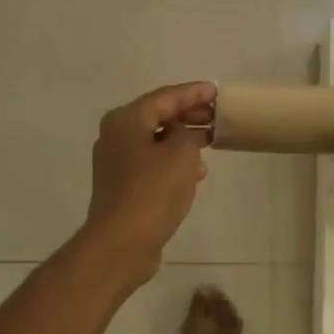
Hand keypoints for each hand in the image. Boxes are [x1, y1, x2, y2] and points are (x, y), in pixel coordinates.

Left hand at [82, 81, 215, 283]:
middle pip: (158, 117)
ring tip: (211, 142)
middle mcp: (116, 136)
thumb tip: (185, 136)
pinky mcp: (123, 187)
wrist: (122, 242)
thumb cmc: (153, 191)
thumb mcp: (181, 154)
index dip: (193, 93)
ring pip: (156, 141)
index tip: (216, 91)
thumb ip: (189, 134)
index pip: (165, 97)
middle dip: (188, 115)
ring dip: (183, 140)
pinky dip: (174, 161)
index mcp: (126, 120)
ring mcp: (117, 163)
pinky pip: (153, 163)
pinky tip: (196, 172)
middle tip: (217, 116)